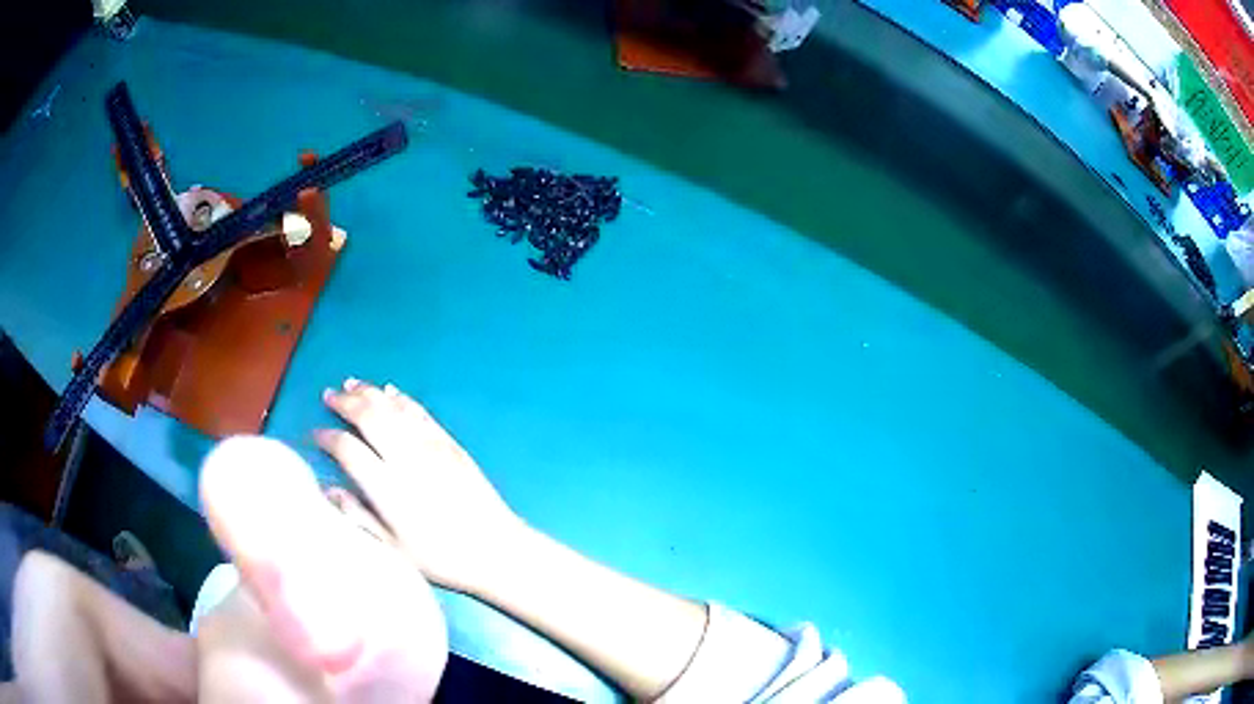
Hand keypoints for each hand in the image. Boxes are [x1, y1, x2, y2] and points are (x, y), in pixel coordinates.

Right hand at [316, 379, 527, 595]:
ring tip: (350, 383)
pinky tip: (390, 391)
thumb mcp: (394, 549)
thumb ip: (358, 516)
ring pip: (393, 408)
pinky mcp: (451, 444)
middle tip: (328, 395)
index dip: (327, 437)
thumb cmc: (442, 558)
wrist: (497, 549)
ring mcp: (431, 447)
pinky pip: (421, 412)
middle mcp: (406, 459)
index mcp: (387, 487)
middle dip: (345, 402)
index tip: (315, 434)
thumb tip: (328, 491)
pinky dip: (402, 398)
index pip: (347, 449)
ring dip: (369, 392)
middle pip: (369, 417)